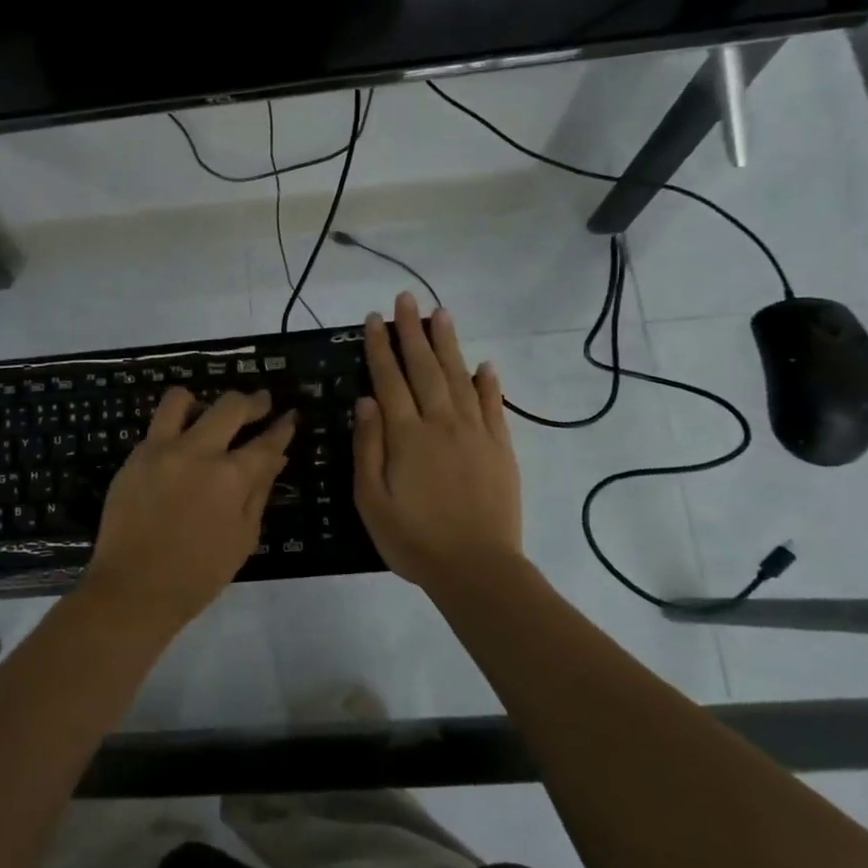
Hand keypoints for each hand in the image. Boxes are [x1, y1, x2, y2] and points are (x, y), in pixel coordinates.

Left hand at [83, 387, 296, 627]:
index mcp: (230, 477)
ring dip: (201, 403)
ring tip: (208, 416)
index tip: (289, 416)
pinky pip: (156, 427)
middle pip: (230, 406)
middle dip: (253, 402)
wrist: (134, 588)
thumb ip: (259, 491)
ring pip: (181, 399)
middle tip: (261, 403)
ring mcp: (160, 450)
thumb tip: (276, 458)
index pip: (266, 441)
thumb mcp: (243, 537)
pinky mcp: (134, 457)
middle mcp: (197, 452)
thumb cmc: (199, 573)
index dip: (282, 427)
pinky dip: (173, 429)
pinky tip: (180, 447)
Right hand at [353, 293, 524, 589]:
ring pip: (459, 377)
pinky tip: (483, 364)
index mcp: (406, 436)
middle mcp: (441, 423)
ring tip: (441, 314)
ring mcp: (475, 433)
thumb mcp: (371, 500)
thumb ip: (368, 447)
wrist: (476, 568)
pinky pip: (494, 406)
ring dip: (448, 344)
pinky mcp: (501, 448)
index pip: (390, 380)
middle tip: (407, 299)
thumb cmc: (413, 539)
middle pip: (425, 368)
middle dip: (412, 331)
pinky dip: (488, 382)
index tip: (374, 319)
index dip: (380, 347)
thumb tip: (366, 401)